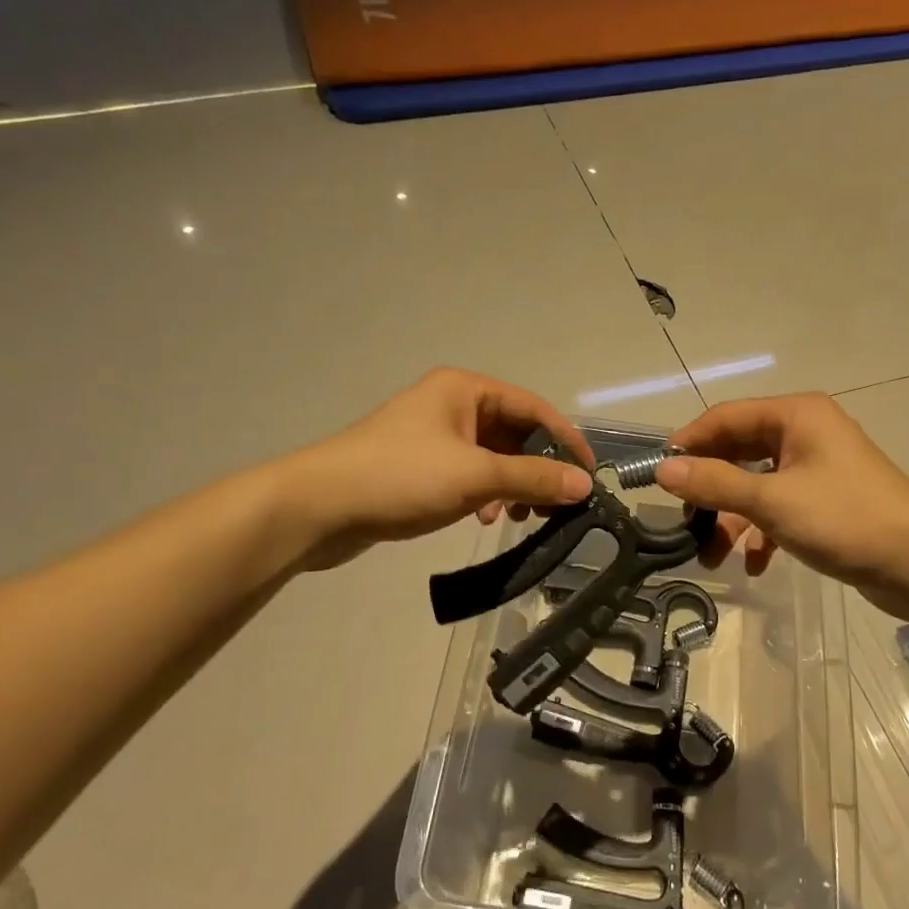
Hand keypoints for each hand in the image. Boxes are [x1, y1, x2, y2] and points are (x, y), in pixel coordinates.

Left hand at [288, 369, 595, 570]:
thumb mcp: (475, 476)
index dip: (566, 440)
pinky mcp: (420, 466)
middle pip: (514, 433)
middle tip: (555, 505)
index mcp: (465, 389)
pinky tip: (483, 519)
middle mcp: (452, 404)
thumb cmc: (401, 477)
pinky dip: (484, 494)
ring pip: (492, 457)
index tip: (590, 476)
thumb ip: (533, 478)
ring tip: (518, 517)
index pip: (533, 408)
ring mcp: (434, 435)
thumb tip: (585, 484)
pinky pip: (469, 474)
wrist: (318, 507)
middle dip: (537, 468)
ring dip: (511, 485)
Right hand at [655, 394, 908, 621]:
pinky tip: (754, 564)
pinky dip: (762, 533)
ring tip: (713, 555)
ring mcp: (816, 468)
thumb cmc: (845, 518)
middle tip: (684, 520)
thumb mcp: (771, 500)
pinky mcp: (826, 502)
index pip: (726, 417)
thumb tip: (662, 469)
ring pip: (757, 485)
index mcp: (796, 415)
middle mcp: (805, 433)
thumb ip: (715, 483)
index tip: (658, 474)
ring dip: (733, 518)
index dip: (689, 442)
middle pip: (739, 451)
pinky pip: (779, 508)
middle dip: (711, 489)